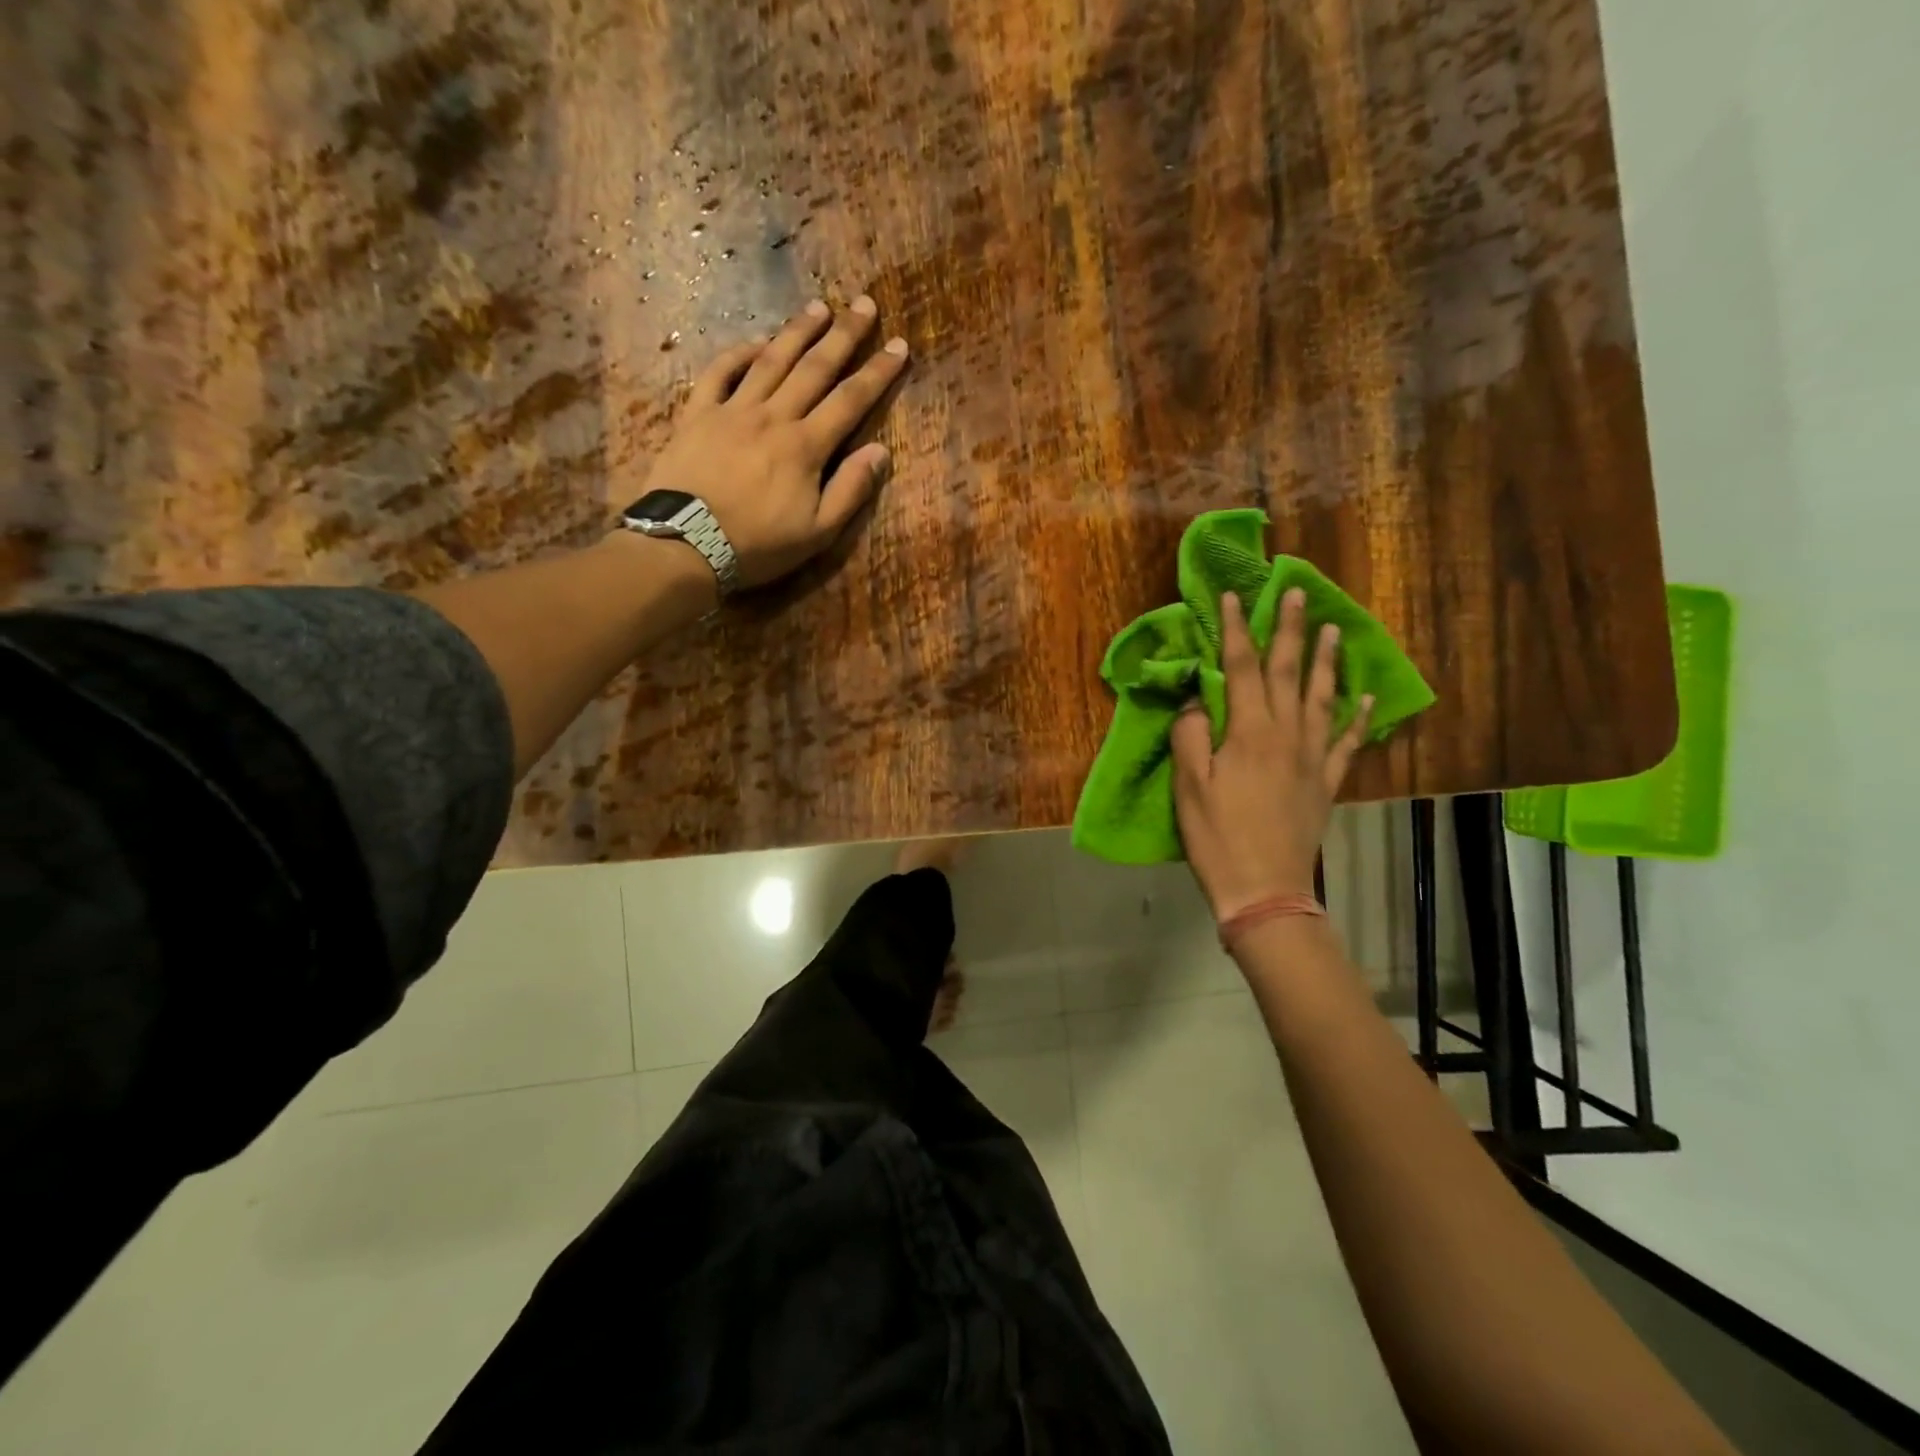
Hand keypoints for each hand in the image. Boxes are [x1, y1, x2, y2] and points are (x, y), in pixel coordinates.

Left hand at [642, 296, 908, 588]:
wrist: (685, 545)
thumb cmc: (758, 545)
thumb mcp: (817, 533)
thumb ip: (850, 490)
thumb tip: (880, 451)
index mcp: (805, 446)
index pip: (850, 400)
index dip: (877, 373)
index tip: (899, 345)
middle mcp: (773, 417)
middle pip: (814, 368)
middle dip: (844, 335)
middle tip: (865, 304)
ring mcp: (732, 411)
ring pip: (770, 361)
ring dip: (797, 332)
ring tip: (819, 307)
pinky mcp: (697, 415)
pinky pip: (719, 373)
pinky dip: (738, 354)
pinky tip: (756, 342)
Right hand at [1172, 589, 1373, 920]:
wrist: (1264, 887)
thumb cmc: (1217, 835)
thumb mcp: (1188, 784)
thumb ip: (1191, 734)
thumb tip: (1198, 699)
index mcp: (1249, 731)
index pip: (1241, 668)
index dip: (1236, 630)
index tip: (1234, 597)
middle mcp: (1286, 733)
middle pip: (1290, 671)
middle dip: (1291, 630)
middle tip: (1296, 594)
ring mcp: (1313, 757)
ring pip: (1323, 697)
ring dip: (1328, 661)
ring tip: (1334, 630)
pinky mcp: (1327, 781)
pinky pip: (1348, 742)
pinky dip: (1358, 717)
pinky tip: (1365, 698)